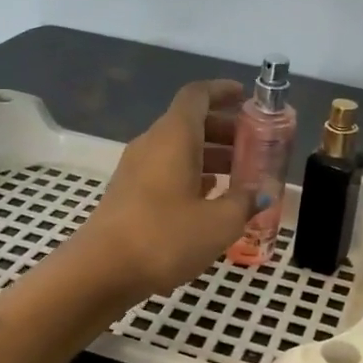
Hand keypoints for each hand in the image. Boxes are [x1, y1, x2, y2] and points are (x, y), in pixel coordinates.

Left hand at [74, 80, 255, 300]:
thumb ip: (244, 202)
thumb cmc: (165, 237)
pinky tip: (212, 201)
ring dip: (210, 156)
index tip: (246, 97)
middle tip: (254, 146)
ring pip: (178, 150)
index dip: (222, 91)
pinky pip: (166, 171)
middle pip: (190, 123)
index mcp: (174, 136)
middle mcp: (152, 144)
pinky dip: (192, 176)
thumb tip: (261, 194)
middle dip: (224, 130)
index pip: (197, 96)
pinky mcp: (129, 194)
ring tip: (241, 177)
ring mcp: (136, 170)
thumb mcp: (219, 222)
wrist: (101, 271)